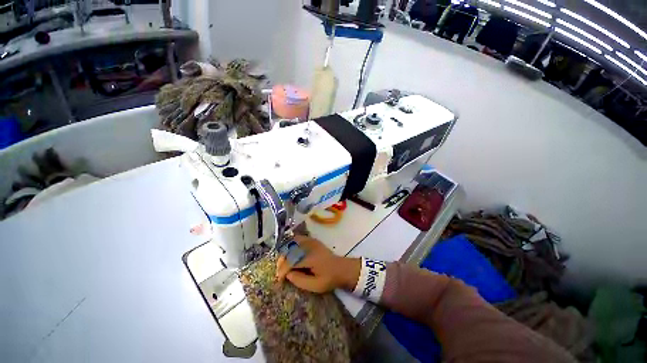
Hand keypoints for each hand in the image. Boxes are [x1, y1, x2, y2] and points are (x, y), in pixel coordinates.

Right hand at [276, 235, 360, 293]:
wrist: (341, 268)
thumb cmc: (329, 279)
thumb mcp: (315, 286)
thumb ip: (300, 280)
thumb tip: (288, 274)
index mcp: (311, 258)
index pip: (291, 261)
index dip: (283, 270)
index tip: (279, 279)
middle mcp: (310, 246)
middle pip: (290, 249)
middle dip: (282, 260)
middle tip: (280, 272)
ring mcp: (311, 241)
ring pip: (292, 242)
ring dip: (285, 252)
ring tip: (284, 264)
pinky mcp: (312, 240)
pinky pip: (298, 239)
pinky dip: (291, 245)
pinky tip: (289, 254)